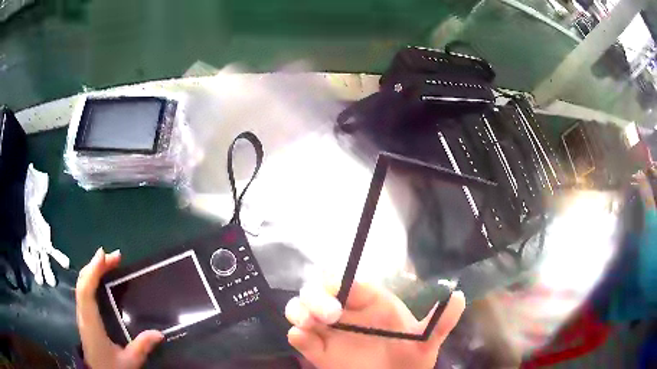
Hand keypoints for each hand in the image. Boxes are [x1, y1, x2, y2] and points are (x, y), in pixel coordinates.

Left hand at [76, 248, 162, 368]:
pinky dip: (90, 279)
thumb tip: (159, 333)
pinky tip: (98, 278)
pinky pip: (83, 291)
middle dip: (95, 266)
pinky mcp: (84, 317)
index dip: (92, 271)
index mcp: (91, 323)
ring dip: (92, 270)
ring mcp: (82, 315)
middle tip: (114, 256)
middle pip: (82, 283)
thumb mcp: (129, 362)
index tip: (103, 255)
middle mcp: (83, 315)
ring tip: (108, 262)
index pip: (86, 291)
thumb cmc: (111, 368)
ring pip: (81, 285)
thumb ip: (142, 347)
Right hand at [285, 279, 465, 368]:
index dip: (338, 281)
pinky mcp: (318, 350)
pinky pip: (299, 337)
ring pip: (301, 308)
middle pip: (318, 290)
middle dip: (316, 297)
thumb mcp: (426, 342)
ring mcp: (329, 331)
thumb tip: (458, 295)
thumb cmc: (409, 361)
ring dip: (300, 311)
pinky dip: (298, 335)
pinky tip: (305, 339)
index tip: (337, 291)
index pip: (348, 281)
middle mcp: (346, 312)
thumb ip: (441, 322)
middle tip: (330, 314)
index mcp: (370, 302)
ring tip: (310, 323)